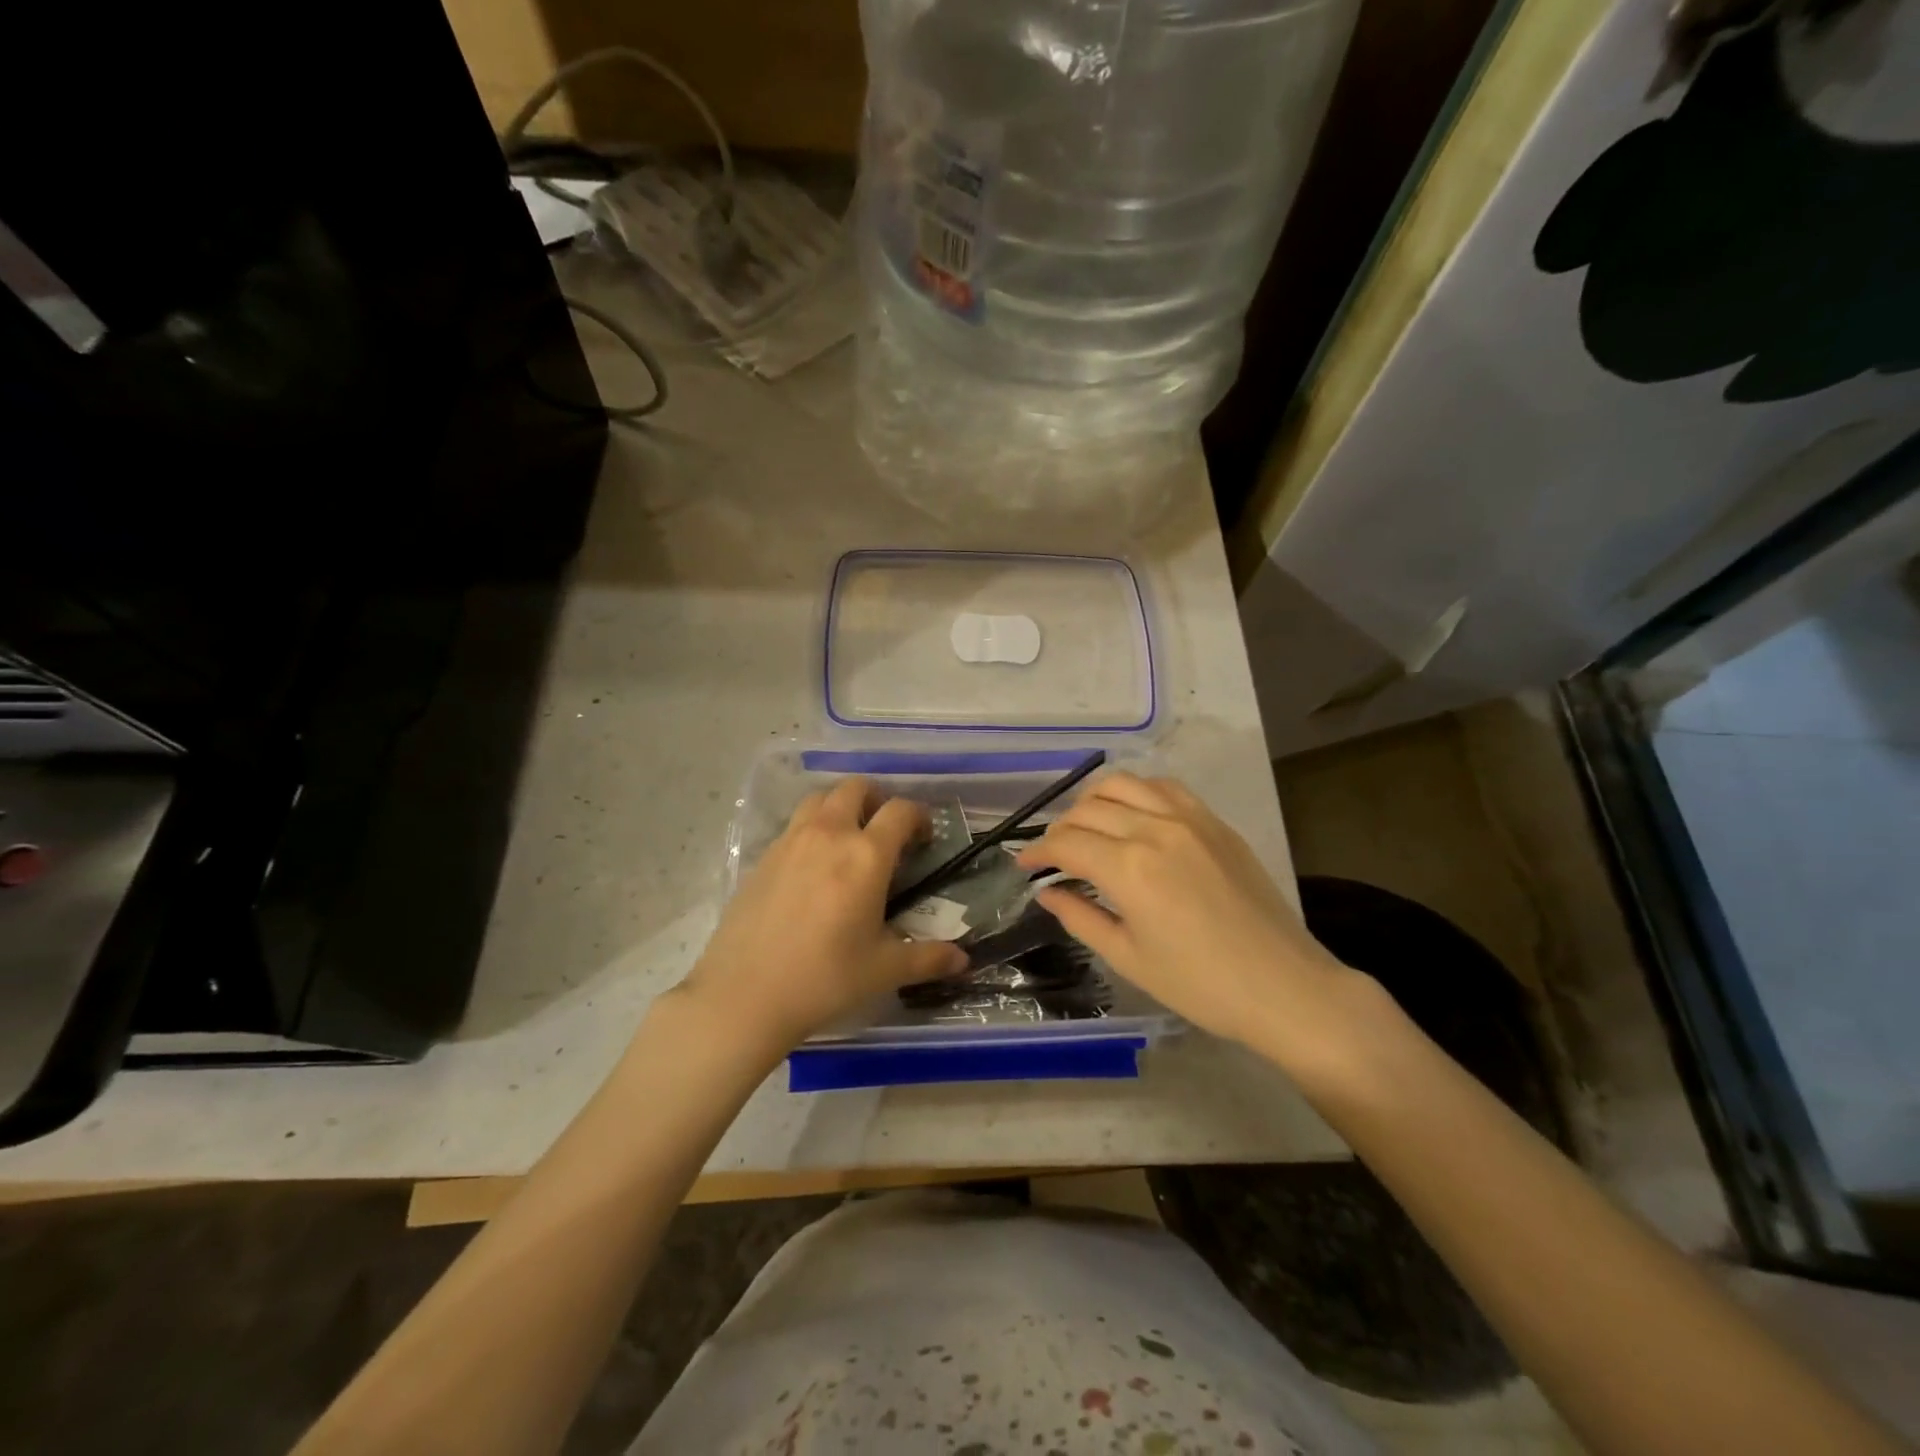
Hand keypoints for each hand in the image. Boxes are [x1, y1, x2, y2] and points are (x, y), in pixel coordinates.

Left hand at [681, 777, 965, 1053]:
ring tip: (848, 839)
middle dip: (877, 799)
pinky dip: (811, 829)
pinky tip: (812, 868)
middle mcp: (829, 834)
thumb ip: (928, 959)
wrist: (744, 995)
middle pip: (855, 788)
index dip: (919, 816)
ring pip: (819, 799)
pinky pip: (794, 825)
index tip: (924, 837)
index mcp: (866, 855)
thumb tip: (963, 961)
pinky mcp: (763, 857)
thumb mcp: (883, 970)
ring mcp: (790, 841)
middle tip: (884, 831)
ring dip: (840, 806)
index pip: (900, 811)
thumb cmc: (824, 979)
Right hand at [1016, 774, 1366, 1068]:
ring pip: (1124, 784)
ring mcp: (1189, 819)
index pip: (1067, 844)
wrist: (1284, 986)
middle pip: (1088, 809)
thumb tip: (1048, 893)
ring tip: (1086, 826)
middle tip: (1052, 856)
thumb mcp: (1128, 958)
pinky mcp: (1215, 822)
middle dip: (1060, 829)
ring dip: (1094, 801)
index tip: (1024, 865)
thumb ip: (1080, 918)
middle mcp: (1155, 829)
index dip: (1038, 852)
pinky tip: (1132, 815)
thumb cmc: (1200, 984)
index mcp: (1129, 868)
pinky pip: (1164, 788)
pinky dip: (1137, 793)